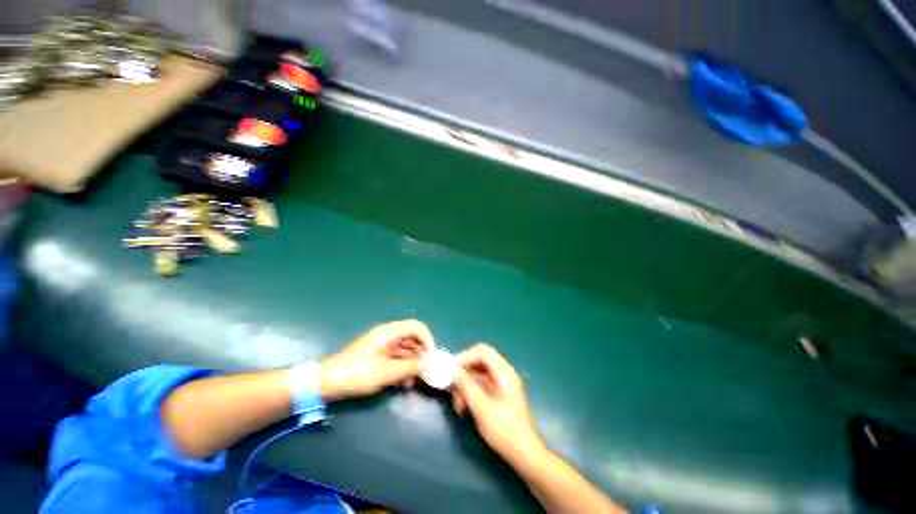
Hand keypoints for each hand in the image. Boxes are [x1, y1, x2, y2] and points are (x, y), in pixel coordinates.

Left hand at [319, 319, 432, 400]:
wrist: (327, 383)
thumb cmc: (358, 373)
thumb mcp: (387, 372)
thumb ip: (410, 367)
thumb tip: (428, 364)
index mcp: (390, 332)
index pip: (416, 327)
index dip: (427, 338)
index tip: (431, 355)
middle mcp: (388, 336)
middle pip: (412, 339)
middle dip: (420, 354)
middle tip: (426, 371)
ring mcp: (383, 347)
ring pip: (405, 351)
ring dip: (412, 364)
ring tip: (414, 382)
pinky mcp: (378, 357)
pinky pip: (396, 359)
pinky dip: (402, 369)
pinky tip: (404, 384)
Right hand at [451, 344, 544, 461]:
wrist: (524, 454)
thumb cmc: (505, 431)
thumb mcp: (483, 409)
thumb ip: (467, 386)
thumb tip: (453, 371)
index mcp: (504, 372)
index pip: (483, 351)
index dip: (466, 357)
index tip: (452, 371)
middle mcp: (502, 373)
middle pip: (478, 361)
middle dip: (463, 374)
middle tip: (451, 388)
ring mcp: (500, 383)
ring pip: (476, 374)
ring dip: (464, 386)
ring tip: (458, 406)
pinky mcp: (497, 393)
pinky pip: (479, 385)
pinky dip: (469, 393)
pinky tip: (463, 409)